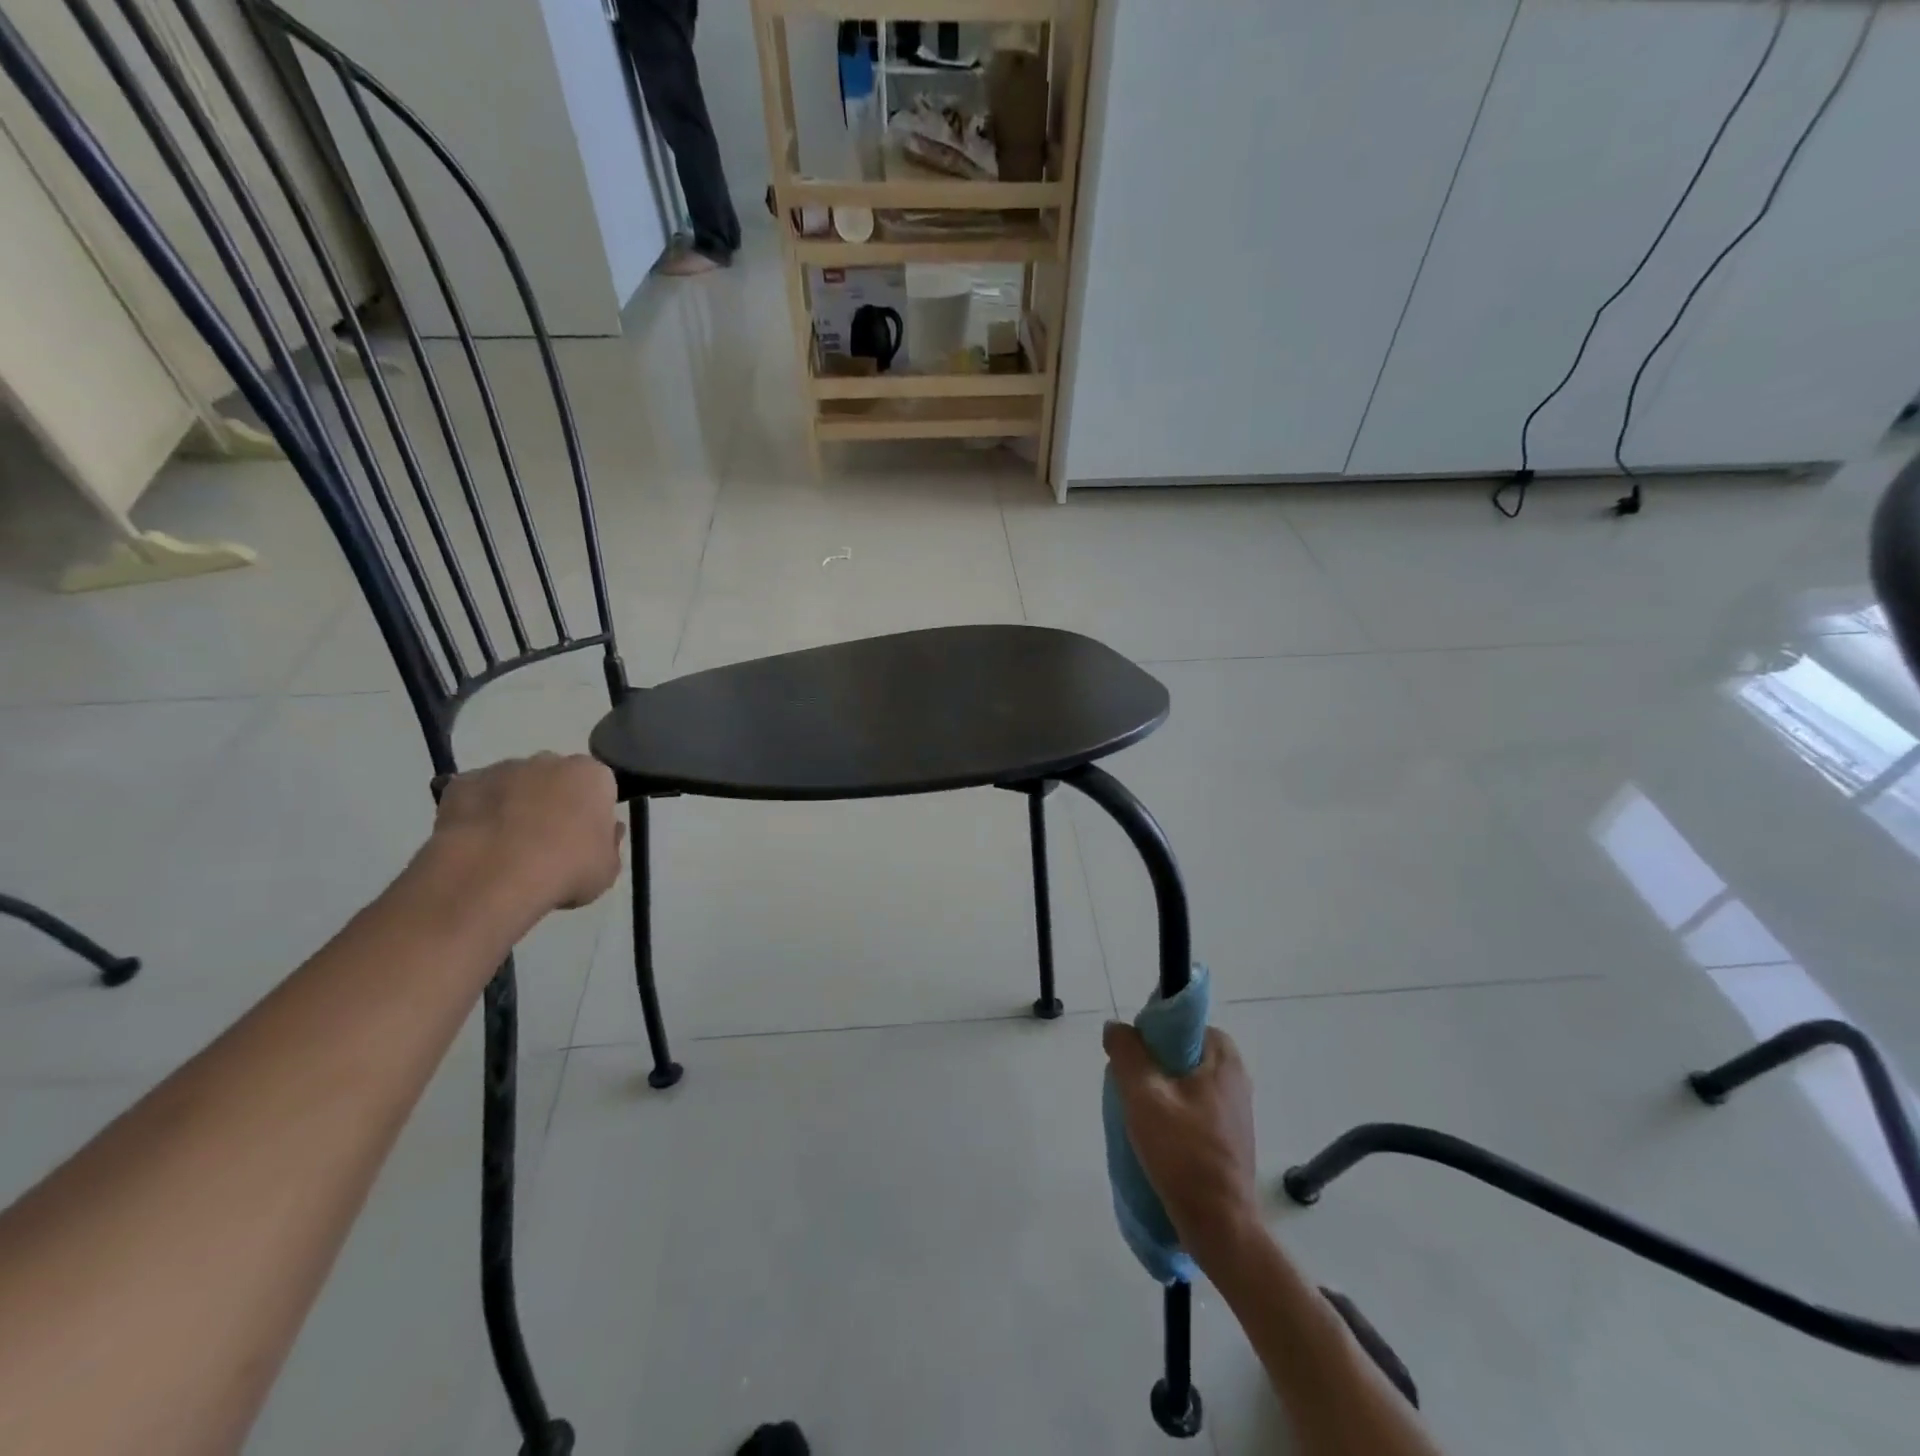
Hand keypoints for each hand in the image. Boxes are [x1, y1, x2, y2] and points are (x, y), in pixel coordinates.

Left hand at [430, 753, 623, 912]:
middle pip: (556, 778)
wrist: (492, 874)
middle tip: (547, 842)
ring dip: (514, 806)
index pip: (599, 787)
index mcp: (592, 776)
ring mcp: (503, 768)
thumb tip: (606, 832)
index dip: (592, 813)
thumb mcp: (608, 868)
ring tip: (506, 849)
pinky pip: (476, 796)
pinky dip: (477, 814)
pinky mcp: (462, 783)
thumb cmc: (566, 868)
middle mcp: (550, 760)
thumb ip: (610, 845)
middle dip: (553, 802)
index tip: (585, 839)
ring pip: (515, 784)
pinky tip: (476, 845)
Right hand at [1104, 1023, 1258, 1260]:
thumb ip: (1127, 1054)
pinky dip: (1171, 1111)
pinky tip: (1155, 1135)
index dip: (1151, 1031)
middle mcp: (1235, 1075)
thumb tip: (1116, 1027)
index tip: (1132, 1055)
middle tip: (1130, 1086)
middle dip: (1151, 1063)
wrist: (1220, 1227)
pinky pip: (1192, 1105)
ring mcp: (1234, 1108)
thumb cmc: (1183, 1154)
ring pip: (1184, 1079)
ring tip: (1138, 1113)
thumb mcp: (1144, 1096)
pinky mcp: (1228, 1135)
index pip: (1182, 1020)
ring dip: (1158, 1089)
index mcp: (1223, 1057)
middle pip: (1180, 1050)